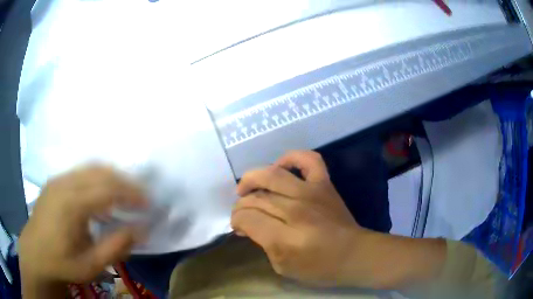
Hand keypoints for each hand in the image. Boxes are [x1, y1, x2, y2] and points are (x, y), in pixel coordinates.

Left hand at [19, 166, 147, 294]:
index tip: (149, 202)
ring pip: (90, 168)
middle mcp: (65, 184)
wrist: (34, 254)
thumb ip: (115, 246)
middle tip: (141, 195)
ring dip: (111, 177)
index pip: (107, 189)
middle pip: (100, 172)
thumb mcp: (91, 265)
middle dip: (124, 181)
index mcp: (71, 204)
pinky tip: (101, 196)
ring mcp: (58, 180)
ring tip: (125, 193)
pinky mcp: (55, 182)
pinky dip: (97, 179)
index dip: (131, 193)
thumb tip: (141, 230)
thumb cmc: (61, 263)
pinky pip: (80, 173)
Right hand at [231, 150, 370, 285]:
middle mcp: (296, 210)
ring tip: (247, 189)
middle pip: (256, 197)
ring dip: (253, 179)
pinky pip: (308, 160)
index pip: (247, 218)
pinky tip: (280, 167)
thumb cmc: (319, 267)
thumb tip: (248, 225)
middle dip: (241, 205)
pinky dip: (292, 157)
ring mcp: (311, 193)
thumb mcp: (283, 266)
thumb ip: (262, 244)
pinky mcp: (324, 184)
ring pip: (272, 175)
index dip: (237, 221)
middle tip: (242, 214)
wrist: (354, 254)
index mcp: (284, 238)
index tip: (238, 227)